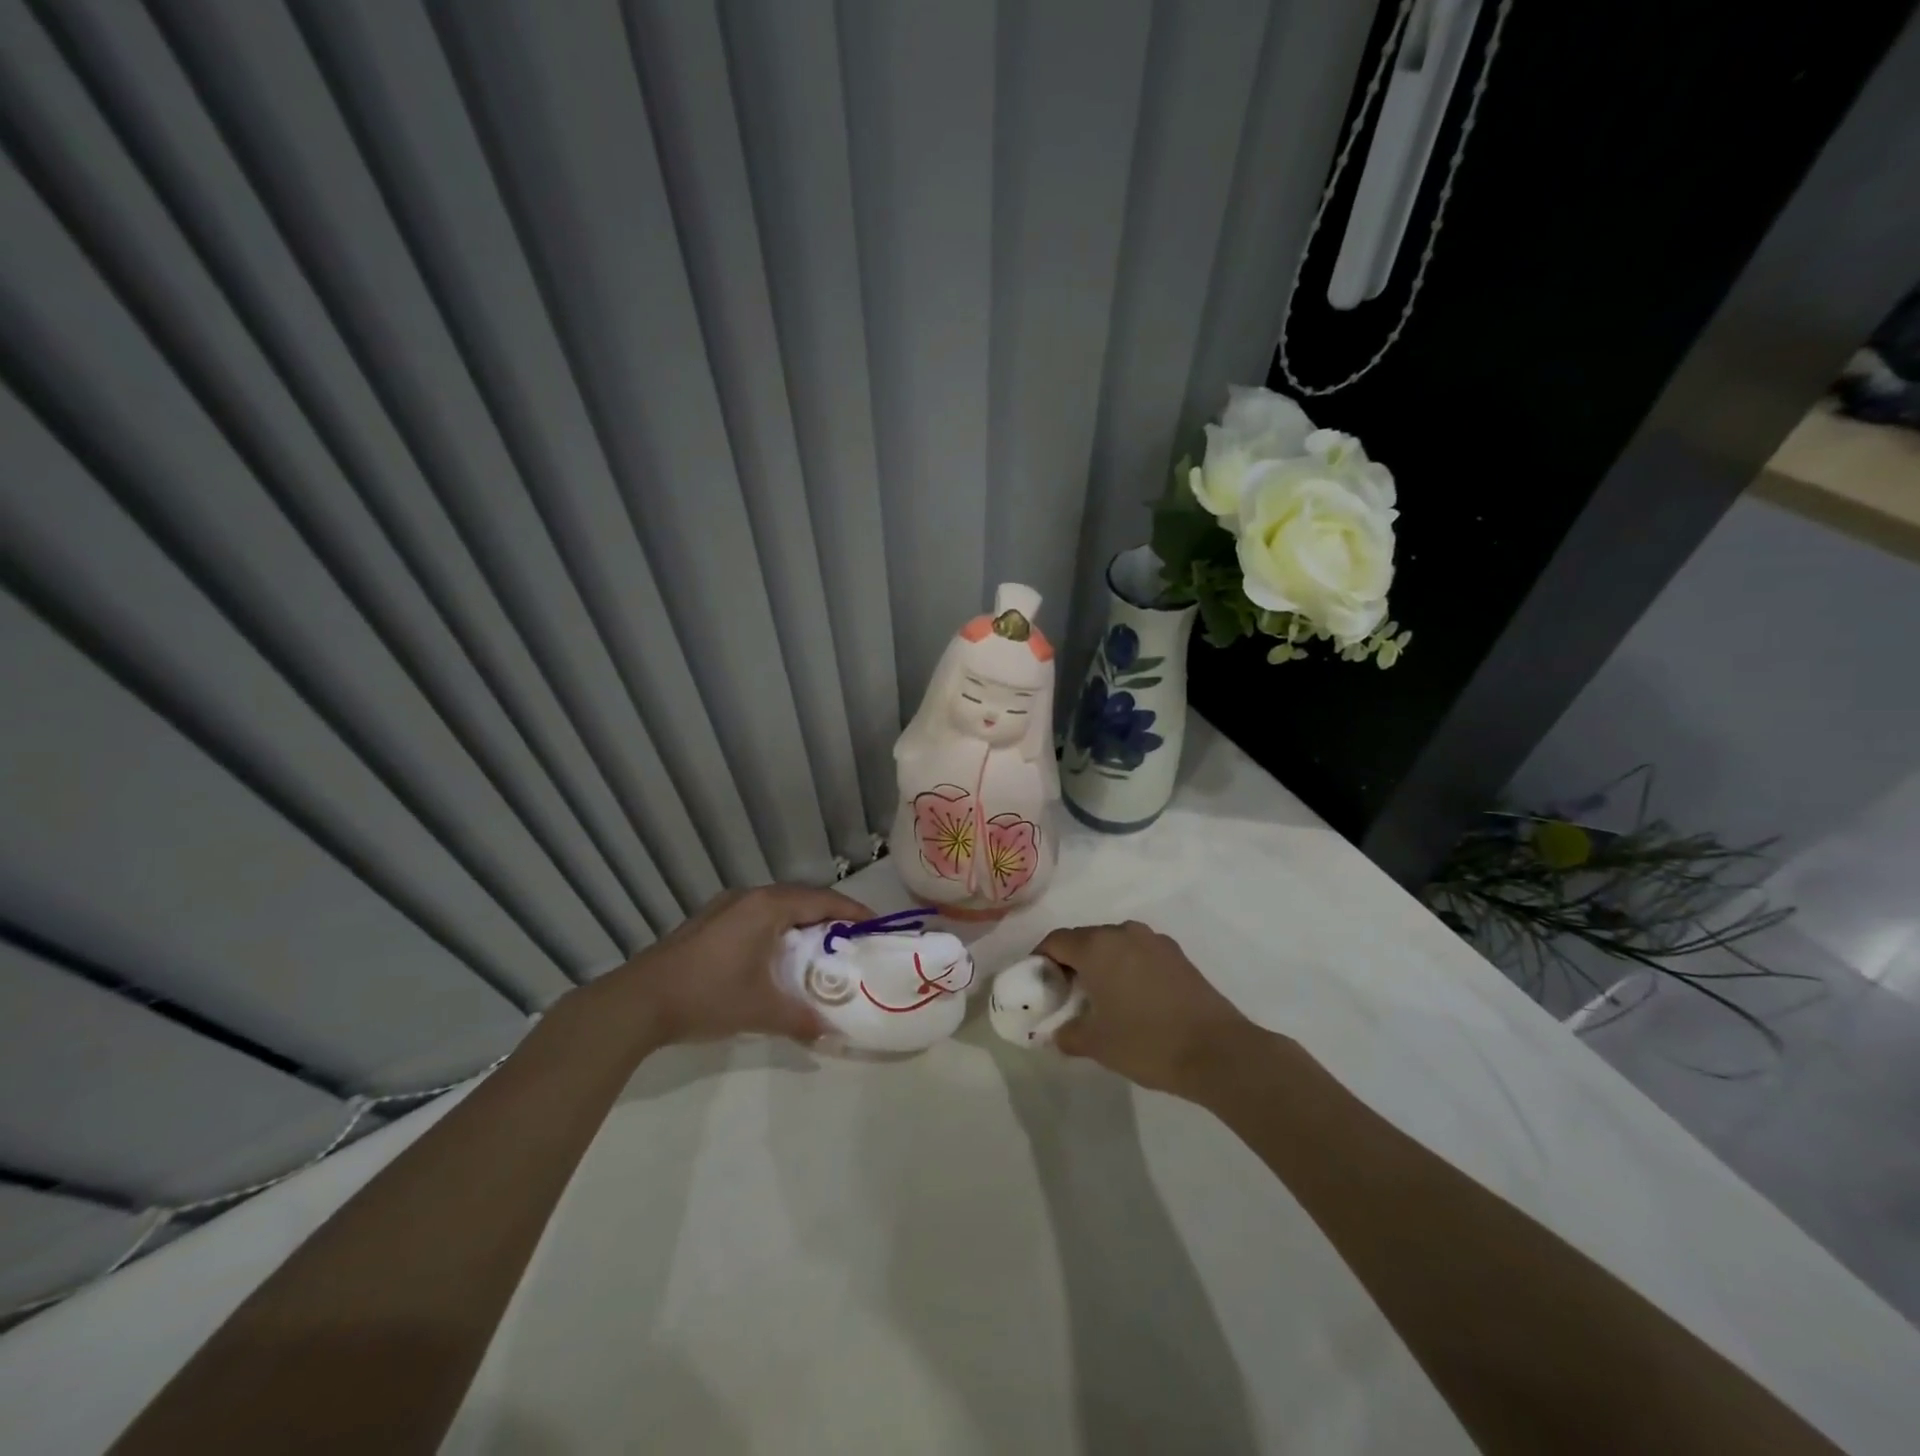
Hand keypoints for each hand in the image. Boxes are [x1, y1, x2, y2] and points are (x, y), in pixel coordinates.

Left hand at [584, 884, 875, 1050]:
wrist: (638, 1001)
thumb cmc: (707, 996)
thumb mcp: (760, 1010)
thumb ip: (801, 1019)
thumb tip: (832, 1033)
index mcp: (767, 907)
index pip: (822, 901)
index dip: (852, 912)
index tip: (875, 925)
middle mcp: (749, 897)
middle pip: (801, 898)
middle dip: (829, 915)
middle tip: (851, 938)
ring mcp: (725, 906)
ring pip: (776, 905)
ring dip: (801, 920)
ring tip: (819, 945)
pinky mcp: (709, 920)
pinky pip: (757, 914)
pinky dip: (777, 926)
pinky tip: (777, 952)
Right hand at [1033, 921, 1262, 1096]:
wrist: (1217, 1051)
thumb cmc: (1147, 1042)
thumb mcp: (1096, 1044)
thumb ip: (1067, 1033)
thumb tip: (1057, 1031)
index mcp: (1097, 946)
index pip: (1055, 941)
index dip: (1040, 960)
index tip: (1037, 984)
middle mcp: (1123, 933)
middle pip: (1084, 939)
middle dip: (1070, 962)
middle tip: (1065, 994)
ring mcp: (1154, 941)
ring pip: (1113, 944)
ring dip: (1100, 963)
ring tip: (1099, 997)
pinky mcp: (1177, 955)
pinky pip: (1138, 953)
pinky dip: (1127, 968)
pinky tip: (1132, 999)